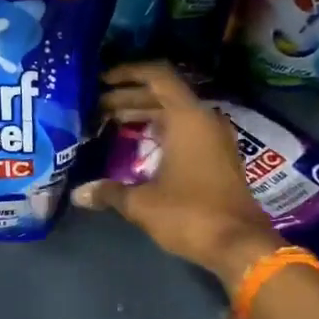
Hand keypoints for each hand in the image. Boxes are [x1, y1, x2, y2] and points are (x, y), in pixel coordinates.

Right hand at [71, 62, 283, 288]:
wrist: (240, 245)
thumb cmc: (190, 214)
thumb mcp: (142, 203)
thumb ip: (109, 192)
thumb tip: (78, 194)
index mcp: (188, 117)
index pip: (157, 76)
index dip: (127, 73)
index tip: (101, 80)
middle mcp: (204, 119)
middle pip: (163, 94)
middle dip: (128, 97)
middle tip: (96, 107)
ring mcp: (215, 138)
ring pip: (174, 112)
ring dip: (144, 114)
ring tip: (110, 122)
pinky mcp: (218, 157)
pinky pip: (185, 129)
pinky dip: (160, 130)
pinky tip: (138, 144)